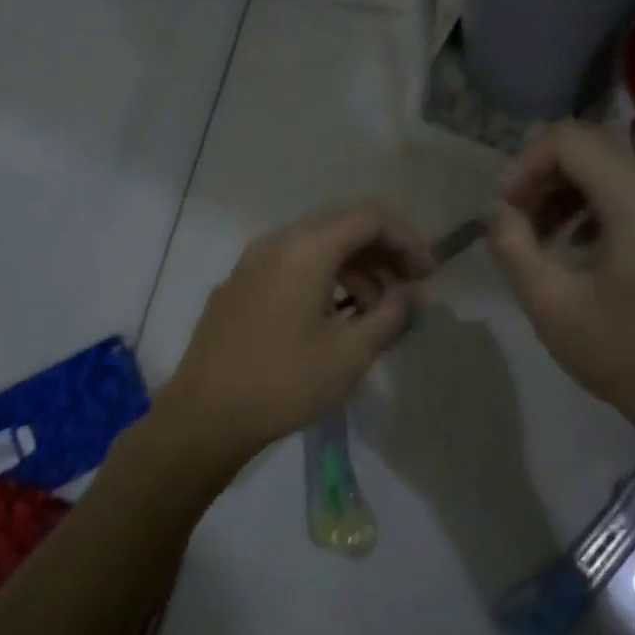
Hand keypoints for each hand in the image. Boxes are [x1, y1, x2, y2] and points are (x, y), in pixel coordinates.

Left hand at [158, 203, 431, 463]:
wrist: (204, 417)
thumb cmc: (284, 382)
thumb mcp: (351, 353)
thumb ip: (391, 314)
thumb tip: (410, 294)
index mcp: (306, 248)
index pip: (370, 218)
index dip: (408, 240)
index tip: (429, 275)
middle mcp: (276, 242)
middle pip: (342, 228)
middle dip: (383, 254)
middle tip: (409, 289)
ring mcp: (250, 263)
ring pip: (315, 248)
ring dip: (354, 270)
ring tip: (376, 312)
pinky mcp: (237, 287)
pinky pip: (290, 267)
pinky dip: (323, 279)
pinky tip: (333, 317)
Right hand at [489, 123, 634, 445]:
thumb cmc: (620, 351)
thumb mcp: (549, 302)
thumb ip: (513, 244)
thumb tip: (499, 212)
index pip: (570, 140)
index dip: (525, 164)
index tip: (504, 207)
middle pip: (592, 147)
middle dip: (543, 175)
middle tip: (514, 218)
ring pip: (611, 167)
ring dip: (565, 190)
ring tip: (537, 236)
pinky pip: (632, 191)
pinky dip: (593, 204)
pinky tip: (574, 245)